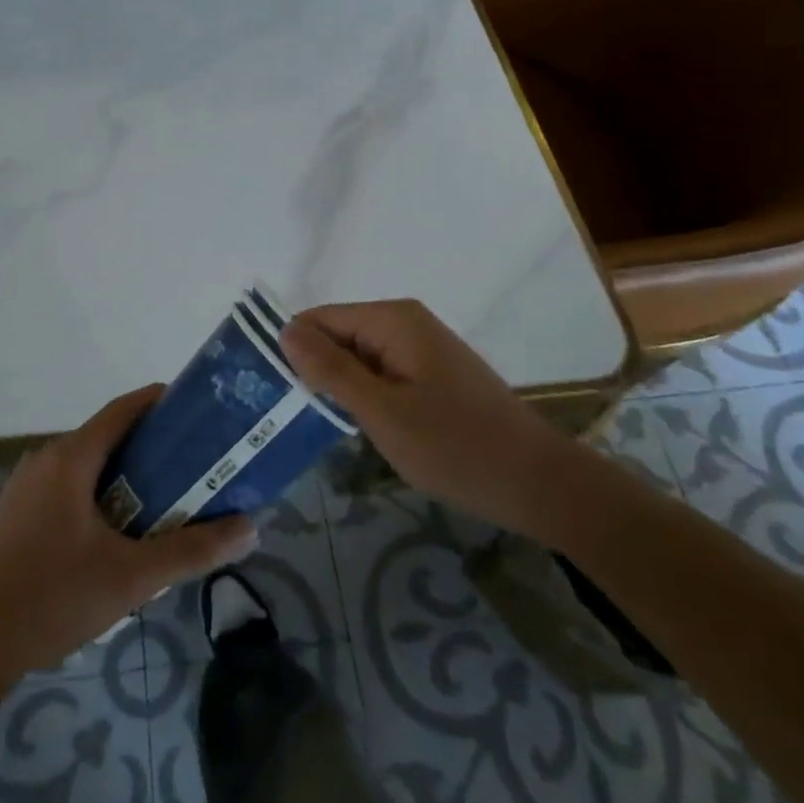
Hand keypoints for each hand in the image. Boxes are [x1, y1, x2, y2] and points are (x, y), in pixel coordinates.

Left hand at [0, 385, 258, 679]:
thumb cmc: (55, 598)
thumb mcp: (132, 578)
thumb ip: (192, 551)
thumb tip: (250, 528)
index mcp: (70, 458)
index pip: (123, 409)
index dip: (160, 402)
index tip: (194, 408)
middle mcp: (44, 459)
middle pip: (106, 436)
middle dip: (149, 444)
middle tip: (191, 462)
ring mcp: (24, 486)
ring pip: (84, 463)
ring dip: (122, 471)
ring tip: (161, 496)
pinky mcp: (14, 512)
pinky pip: (64, 485)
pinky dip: (96, 490)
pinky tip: (114, 528)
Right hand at [281, 299, 573, 535]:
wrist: (538, 483)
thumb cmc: (456, 447)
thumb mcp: (383, 412)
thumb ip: (331, 370)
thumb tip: (285, 330)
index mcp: (393, 320)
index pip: (319, 318)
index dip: (290, 349)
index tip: (265, 389)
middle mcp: (406, 323)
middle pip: (338, 335)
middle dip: (313, 369)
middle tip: (283, 415)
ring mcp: (422, 348)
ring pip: (358, 358)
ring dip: (337, 386)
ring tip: (310, 423)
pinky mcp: (432, 374)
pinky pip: (381, 373)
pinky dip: (363, 396)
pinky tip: (353, 426)